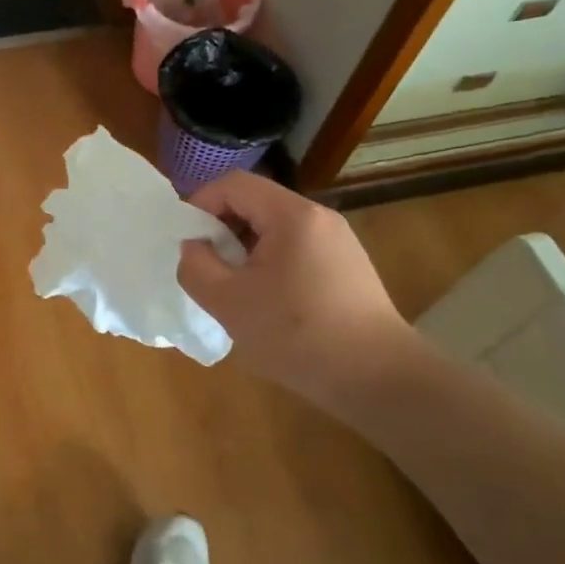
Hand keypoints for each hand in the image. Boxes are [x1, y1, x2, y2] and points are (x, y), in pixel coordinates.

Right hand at [177, 173, 419, 410]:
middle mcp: (319, 217)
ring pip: (275, 229)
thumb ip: (196, 266)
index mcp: (292, 215)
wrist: (378, 379)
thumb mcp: (228, 302)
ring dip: (245, 250)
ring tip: (234, 290)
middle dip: (222, 230)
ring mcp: (339, 242)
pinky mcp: (348, 267)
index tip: (187, 241)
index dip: (201, 204)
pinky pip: (297, 250)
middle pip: (256, 203)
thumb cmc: (297, 335)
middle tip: (207, 268)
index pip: (234, 184)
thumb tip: (195, 247)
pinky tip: (268, 304)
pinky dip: (271, 264)